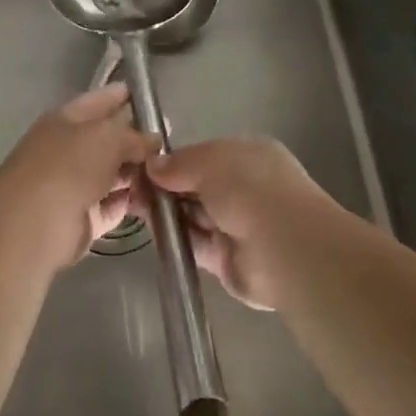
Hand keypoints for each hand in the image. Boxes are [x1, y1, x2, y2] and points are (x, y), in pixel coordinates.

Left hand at [0, 85, 159, 271]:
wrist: (34, 224)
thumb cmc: (68, 166)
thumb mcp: (107, 137)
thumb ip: (134, 135)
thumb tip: (154, 140)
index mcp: (66, 119)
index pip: (101, 100)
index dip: (126, 97)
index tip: (156, 102)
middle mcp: (69, 149)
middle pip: (110, 140)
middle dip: (139, 142)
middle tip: (172, 146)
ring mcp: (75, 184)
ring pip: (114, 174)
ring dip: (139, 174)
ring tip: (171, 175)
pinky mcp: (82, 218)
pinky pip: (113, 205)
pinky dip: (131, 203)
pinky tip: (158, 201)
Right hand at [141, 138, 337, 310]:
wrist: (284, 247)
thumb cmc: (250, 188)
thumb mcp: (209, 161)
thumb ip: (179, 163)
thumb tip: (152, 165)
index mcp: (248, 157)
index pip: (204, 156)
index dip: (174, 161)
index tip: (143, 165)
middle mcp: (244, 189)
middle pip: (196, 186)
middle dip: (166, 186)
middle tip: (131, 186)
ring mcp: (236, 225)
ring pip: (193, 215)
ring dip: (166, 212)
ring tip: (134, 205)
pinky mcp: (226, 259)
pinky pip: (194, 244)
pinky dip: (174, 238)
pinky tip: (151, 230)